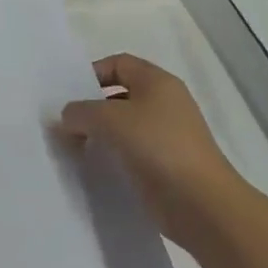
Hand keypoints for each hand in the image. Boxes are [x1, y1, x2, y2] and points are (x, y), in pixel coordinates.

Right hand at [60, 54, 239, 223]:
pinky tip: (95, 167)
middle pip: (119, 95)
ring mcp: (167, 135)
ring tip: (74, 147)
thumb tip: (67, 117)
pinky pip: (131, 151)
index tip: (69, 95)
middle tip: (65, 124)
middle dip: (91, 107)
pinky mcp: (166, 164)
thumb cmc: (157, 147)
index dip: (92, 73)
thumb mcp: (109, 120)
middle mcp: (165, 103)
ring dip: (99, 134)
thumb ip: (80, 112)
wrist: (201, 204)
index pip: (119, 63)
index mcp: (157, 82)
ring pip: (124, 125)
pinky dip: (112, 155)